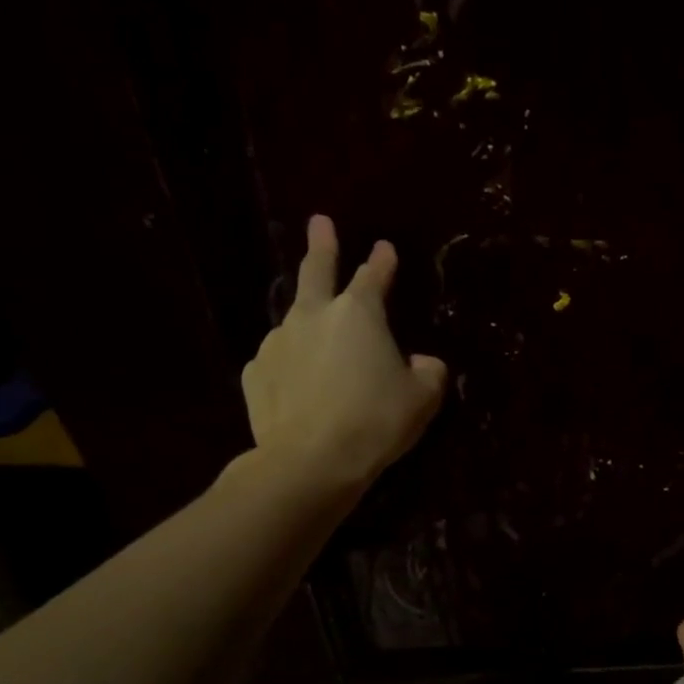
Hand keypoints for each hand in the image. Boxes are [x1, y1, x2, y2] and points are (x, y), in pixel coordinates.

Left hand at [239, 216, 447, 487]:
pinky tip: (299, 386)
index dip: (381, 262)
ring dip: (309, 324)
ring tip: (320, 346)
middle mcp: (313, 317)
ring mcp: (277, 343)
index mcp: (359, 315)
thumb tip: (421, 363)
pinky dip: (291, 365)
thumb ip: (428, 372)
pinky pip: (279, 362)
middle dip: (321, 245)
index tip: (384, 247)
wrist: (311, 461)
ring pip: (296, 322)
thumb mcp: (422, 397)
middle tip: (319, 223)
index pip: (373, 277)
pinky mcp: (255, 374)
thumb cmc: (375, 420)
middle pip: (316, 271)